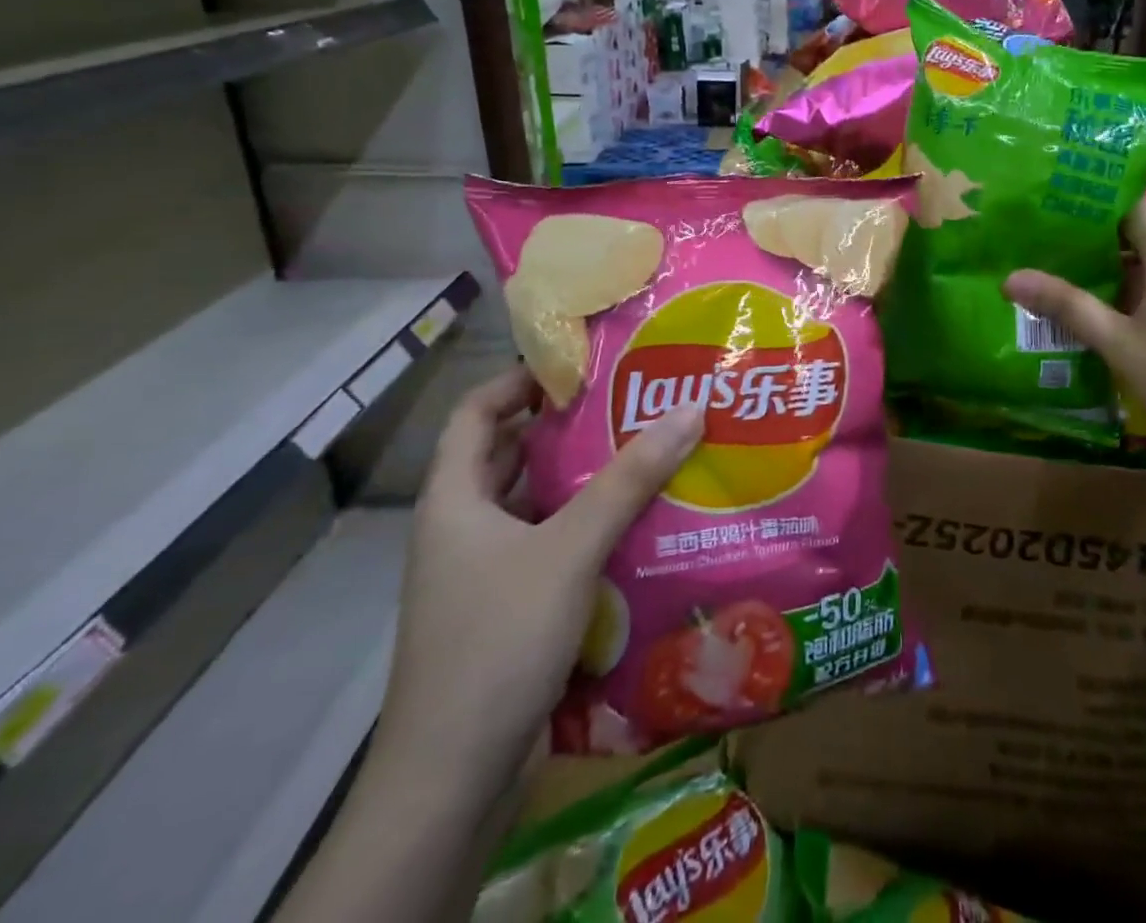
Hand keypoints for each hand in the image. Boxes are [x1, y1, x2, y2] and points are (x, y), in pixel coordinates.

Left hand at [377, 366, 703, 797]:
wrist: (454, 781)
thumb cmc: (497, 641)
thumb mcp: (570, 548)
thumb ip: (630, 479)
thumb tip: (690, 407)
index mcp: (454, 500)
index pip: (477, 412)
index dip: (520, 380)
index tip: (581, 363)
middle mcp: (464, 529)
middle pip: (514, 455)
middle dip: (568, 427)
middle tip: (633, 400)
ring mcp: (486, 573)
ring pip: (539, 505)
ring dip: (585, 481)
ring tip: (649, 450)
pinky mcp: (512, 610)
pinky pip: (554, 548)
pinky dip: (590, 529)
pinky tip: (640, 523)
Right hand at [1003, 203, 1145, 476]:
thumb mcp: (1117, 342)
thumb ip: (1066, 305)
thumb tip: (1010, 279)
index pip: (1133, 203)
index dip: (1095, 200)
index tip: (1056, 206)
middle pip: (1145, 233)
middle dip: (1099, 240)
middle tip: (1052, 247)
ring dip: (1123, 268)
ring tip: (1077, 280)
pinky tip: (1122, 316)